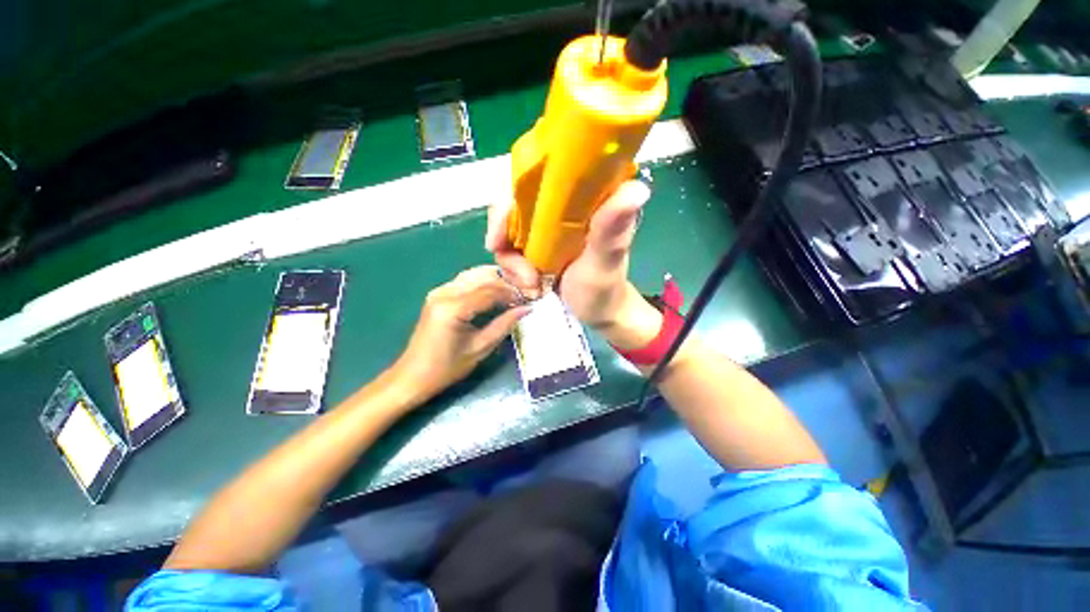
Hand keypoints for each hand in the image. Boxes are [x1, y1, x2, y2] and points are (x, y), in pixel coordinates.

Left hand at [391, 265, 529, 403]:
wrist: (413, 376)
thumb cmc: (447, 368)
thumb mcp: (480, 348)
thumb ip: (504, 325)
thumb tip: (526, 309)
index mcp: (453, 308)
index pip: (490, 291)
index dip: (512, 294)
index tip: (528, 301)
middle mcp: (444, 293)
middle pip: (482, 277)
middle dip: (505, 283)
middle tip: (523, 295)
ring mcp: (439, 291)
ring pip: (474, 275)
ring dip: (495, 281)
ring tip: (511, 294)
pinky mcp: (438, 294)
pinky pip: (465, 281)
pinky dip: (483, 284)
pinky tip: (495, 294)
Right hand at [485, 181, 650, 329]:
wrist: (597, 314)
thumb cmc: (605, 289)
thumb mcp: (605, 262)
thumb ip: (612, 231)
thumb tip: (636, 189)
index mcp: (585, 198)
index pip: (541, 175)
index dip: (513, 197)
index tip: (501, 233)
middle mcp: (562, 207)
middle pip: (515, 203)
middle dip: (506, 237)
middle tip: (521, 271)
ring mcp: (546, 227)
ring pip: (508, 229)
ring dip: (511, 261)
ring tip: (531, 285)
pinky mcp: (537, 245)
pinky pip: (509, 248)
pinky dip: (512, 268)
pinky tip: (528, 286)